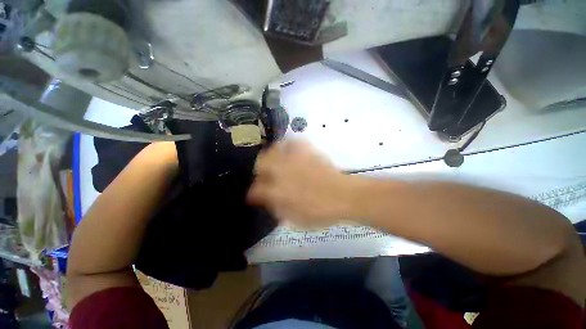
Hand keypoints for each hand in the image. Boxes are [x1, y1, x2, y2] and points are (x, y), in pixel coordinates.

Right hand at [247, 140, 357, 228]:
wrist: (344, 196)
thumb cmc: (321, 212)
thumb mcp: (296, 219)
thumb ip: (278, 209)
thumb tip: (267, 200)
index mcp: (279, 191)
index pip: (256, 190)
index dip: (253, 193)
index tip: (254, 195)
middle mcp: (283, 172)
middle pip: (260, 163)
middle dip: (258, 170)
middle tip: (264, 176)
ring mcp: (295, 159)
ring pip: (273, 150)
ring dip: (270, 156)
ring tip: (274, 162)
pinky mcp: (307, 151)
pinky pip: (293, 141)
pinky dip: (288, 145)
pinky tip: (289, 151)